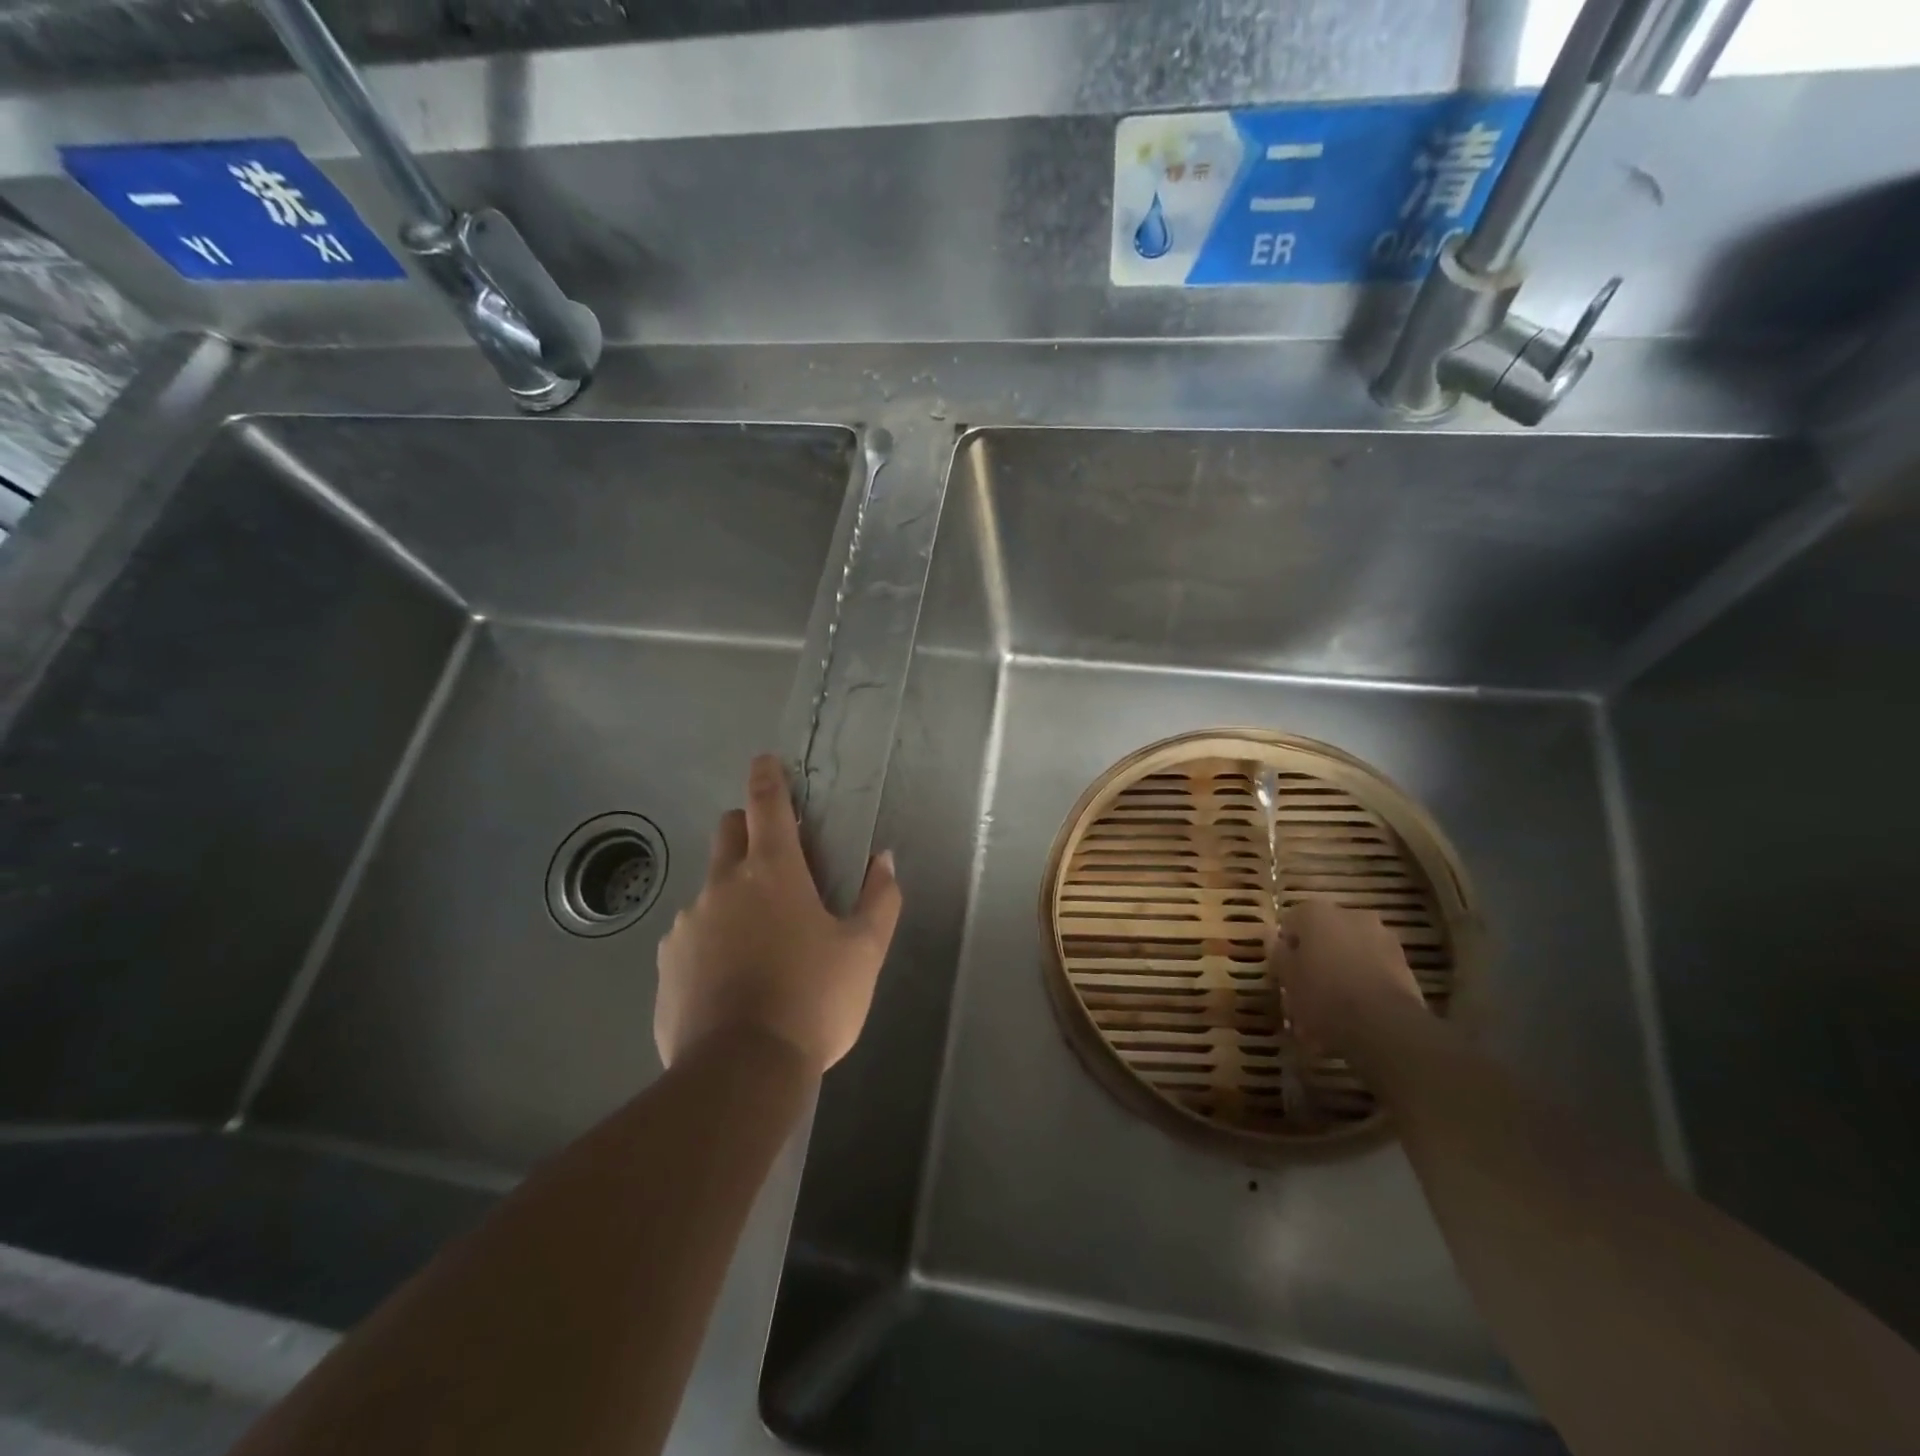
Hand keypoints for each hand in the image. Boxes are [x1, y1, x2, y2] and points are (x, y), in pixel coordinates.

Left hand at [655, 755, 901, 1075]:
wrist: (741, 1073)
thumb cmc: (813, 1001)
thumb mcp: (864, 952)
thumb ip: (879, 900)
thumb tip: (882, 861)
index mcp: (772, 872)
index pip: (767, 805)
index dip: (767, 777)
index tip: (765, 760)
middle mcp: (722, 886)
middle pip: (729, 833)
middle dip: (749, 828)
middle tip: (777, 858)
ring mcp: (687, 925)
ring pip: (710, 888)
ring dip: (734, 893)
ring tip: (760, 941)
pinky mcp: (667, 964)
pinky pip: (691, 935)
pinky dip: (712, 939)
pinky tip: (732, 979)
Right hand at [1272, 900, 1425, 1052]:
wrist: (1384, 1025)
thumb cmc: (1322, 994)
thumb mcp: (1286, 977)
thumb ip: (1278, 954)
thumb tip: (1277, 942)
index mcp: (1315, 912)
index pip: (1290, 924)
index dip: (1285, 950)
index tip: (1285, 975)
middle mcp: (1350, 915)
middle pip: (1323, 937)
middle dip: (1316, 960)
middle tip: (1307, 991)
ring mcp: (1381, 937)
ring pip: (1350, 954)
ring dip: (1341, 973)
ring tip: (1333, 1011)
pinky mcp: (1404, 963)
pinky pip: (1372, 970)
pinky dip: (1363, 985)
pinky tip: (1356, 1016)